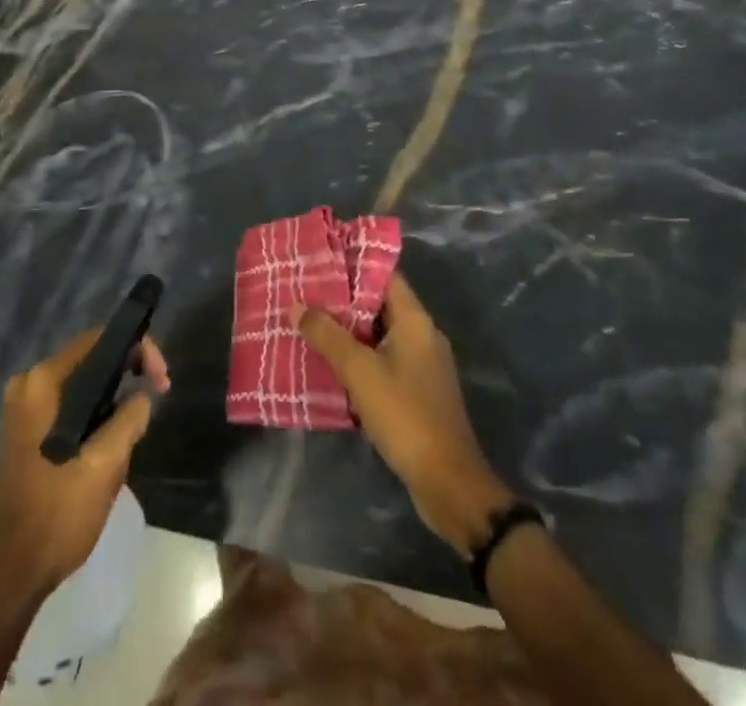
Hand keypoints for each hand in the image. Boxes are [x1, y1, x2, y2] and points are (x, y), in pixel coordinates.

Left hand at [0, 328, 170, 600]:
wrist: (8, 577)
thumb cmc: (55, 517)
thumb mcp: (103, 467)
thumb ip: (129, 419)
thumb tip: (143, 395)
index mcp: (41, 383)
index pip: (98, 340)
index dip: (137, 349)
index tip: (162, 380)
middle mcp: (29, 385)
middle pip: (90, 358)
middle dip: (128, 372)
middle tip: (159, 394)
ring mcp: (25, 409)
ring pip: (83, 384)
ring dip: (114, 396)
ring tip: (140, 420)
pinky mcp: (28, 432)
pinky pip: (71, 404)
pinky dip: (96, 412)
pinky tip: (113, 438)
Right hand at [295, 273, 511, 551]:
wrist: (448, 484)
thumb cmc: (405, 415)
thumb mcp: (360, 372)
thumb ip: (328, 336)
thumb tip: (297, 306)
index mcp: (415, 321)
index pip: (385, 276)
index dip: (354, 266)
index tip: (320, 261)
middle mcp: (422, 335)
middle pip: (379, 305)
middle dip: (343, 301)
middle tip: (306, 294)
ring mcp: (422, 365)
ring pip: (379, 335)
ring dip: (348, 332)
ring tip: (310, 325)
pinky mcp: (417, 391)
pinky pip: (383, 361)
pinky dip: (359, 358)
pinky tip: (330, 365)